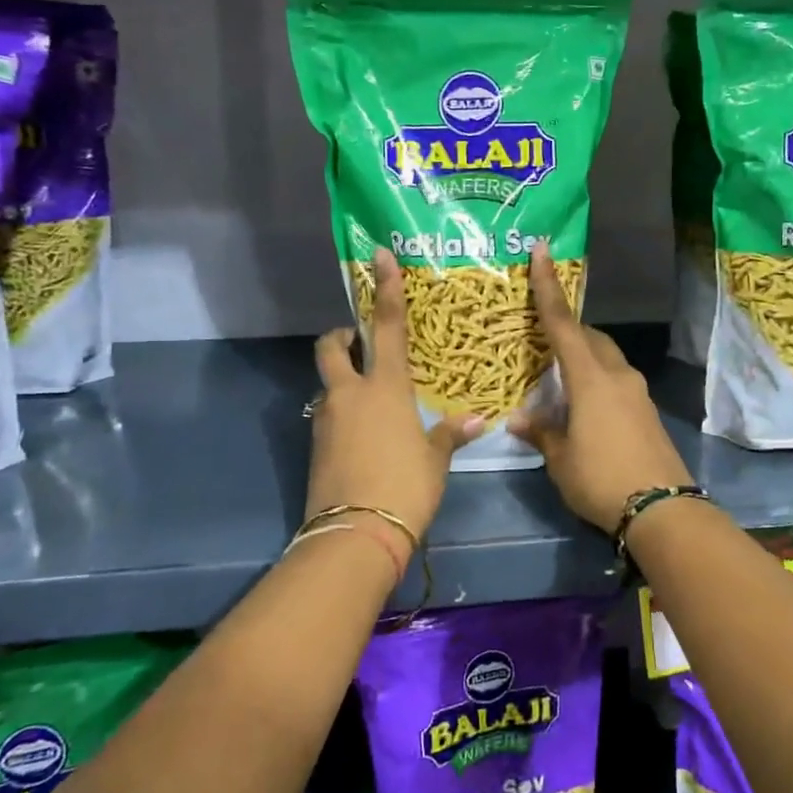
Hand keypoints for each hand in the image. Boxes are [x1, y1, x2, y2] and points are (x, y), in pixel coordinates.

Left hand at [306, 250, 482, 540]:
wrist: (354, 536)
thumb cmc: (405, 487)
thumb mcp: (435, 460)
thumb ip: (450, 434)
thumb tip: (477, 420)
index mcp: (385, 387)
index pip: (385, 326)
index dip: (385, 288)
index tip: (380, 256)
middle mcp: (349, 394)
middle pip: (332, 347)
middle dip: (341, 336)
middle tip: (358, 341)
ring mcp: (326, 420)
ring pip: (329, 384)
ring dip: (344, 380)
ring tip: (372, 401)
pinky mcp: (316, 446)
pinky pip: (328, 416)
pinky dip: (343, 414)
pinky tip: (364, 435)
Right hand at [509, 242, 691, 534]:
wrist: (663, 509)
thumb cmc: (602, 479)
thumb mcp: (561, 459)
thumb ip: (542, 432)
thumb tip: (519, 418)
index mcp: (590, 378)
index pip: (562, 323)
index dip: (548, 286)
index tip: (543, 251)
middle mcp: (617, 375)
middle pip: (590, 337)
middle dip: (568, 331)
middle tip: (543, 340)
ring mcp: (637, 392)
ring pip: (606, 359)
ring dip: (583, 358)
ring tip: (559, 380)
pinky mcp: (647, 412)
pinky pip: (616, 381)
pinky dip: (597, 381)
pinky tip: (583, 408)